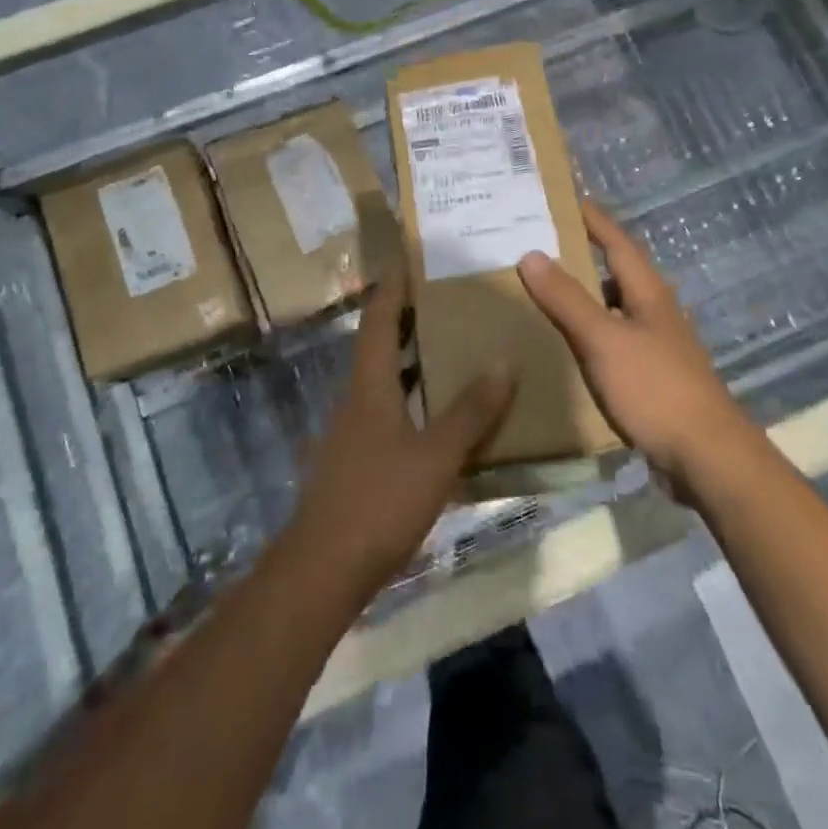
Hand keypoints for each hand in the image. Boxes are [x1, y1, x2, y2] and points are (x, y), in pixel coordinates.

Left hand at [290, 274, 516, 596]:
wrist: (323, 570)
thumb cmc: (379, 501)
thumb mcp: (436, 455)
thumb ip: (471, 412)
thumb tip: (503, 362)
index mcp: (369, 384)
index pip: (378, 317)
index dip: (394, 285)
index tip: (413, 258)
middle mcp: (357, 398)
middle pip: (380, 344)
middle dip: (409, 318)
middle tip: (449, 299)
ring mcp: (354, 431)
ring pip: (386, 380)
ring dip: (414, 360)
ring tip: (455, 347)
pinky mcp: (358, 461)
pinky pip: (390, 413)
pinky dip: (415, 400)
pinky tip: (443, 417)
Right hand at [517, 200, 749, 491]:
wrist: (708, 458)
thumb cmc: (655, 389)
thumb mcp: (603, 339)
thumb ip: (566, 298)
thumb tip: (531, 253)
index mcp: (648, 293)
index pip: (617, 241)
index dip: (593, 218)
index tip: (564, 197)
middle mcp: (656, 312)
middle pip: (617, 271)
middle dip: (584, 254)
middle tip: (541, 243)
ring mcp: (658, 346)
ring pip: (616, 307)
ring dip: (586, 294)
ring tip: (546, 290)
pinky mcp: (654, 377)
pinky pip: (615, 340)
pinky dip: (590, 331)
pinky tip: (570, 344)